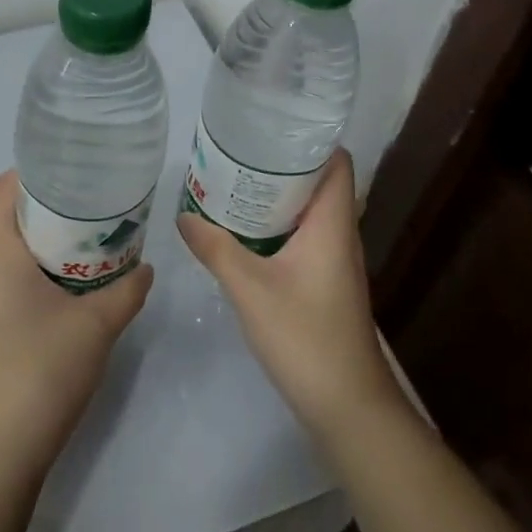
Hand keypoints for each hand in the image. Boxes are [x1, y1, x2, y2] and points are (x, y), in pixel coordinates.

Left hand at [0, 171, 152, 483]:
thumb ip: (127, 290)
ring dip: (39, 239)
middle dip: (42, 205)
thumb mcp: (98, 324)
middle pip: (1, 217)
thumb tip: (145, 268)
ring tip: (85, 239)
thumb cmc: (44, 369)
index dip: (27, 174)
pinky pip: (6, 278)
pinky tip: (69, 285)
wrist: (1, 447)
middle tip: (89, 203)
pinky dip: (33, 267)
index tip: (68, 171)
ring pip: (4, 250)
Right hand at [176, 149, 401, 438]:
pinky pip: (302, 239)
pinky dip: (276, 228)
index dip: (309, 139)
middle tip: (235, 153)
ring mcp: (334, 262)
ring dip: (276, 199)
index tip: (268, 126)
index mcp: (332, 225)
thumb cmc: (305, 337)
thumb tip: (185, 215)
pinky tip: (243, 235)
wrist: (346, 405)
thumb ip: (216, 249)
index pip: (336, 162)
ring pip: (308, 213)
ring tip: (232, 185)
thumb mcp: (250, 289)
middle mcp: (340, 236)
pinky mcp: (325, 284)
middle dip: (279, 166)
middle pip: (318, 183)